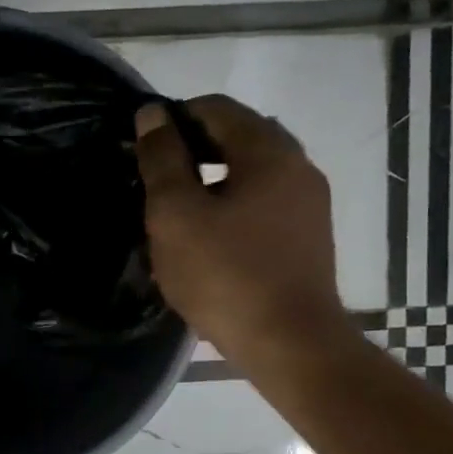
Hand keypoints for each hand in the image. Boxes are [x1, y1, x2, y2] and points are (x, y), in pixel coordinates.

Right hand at [133, 96, 354, 368]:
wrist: (289, 345)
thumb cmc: (225, 276)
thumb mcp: (176, 214)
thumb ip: (162, 159)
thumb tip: (152, 113)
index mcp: (269, 151)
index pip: (216, 108)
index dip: (174, 119)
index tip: (143, 148)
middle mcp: (298, 166)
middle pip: (239, 136)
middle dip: (194, 149)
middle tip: (156, 179)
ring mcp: (309, 204)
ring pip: (252, 171)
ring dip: (213, 179)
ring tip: (177, 209)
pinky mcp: (308, 237)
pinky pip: (264, 201)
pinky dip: (233, 204)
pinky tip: (209, 236)